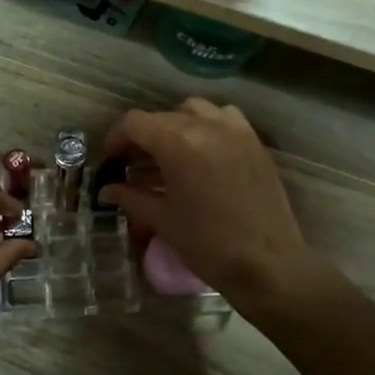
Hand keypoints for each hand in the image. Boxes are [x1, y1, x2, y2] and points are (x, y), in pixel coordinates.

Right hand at [98, 99, 313, 306]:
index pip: (134, 123)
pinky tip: (203, 151)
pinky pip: (225, 118)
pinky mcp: (255, 143)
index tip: (110, 161)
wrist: (268, 264)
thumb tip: (107, 189)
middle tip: (132, 164)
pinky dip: (208, 126)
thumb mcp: (162, 220)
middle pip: (162, 117)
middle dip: (142, 137)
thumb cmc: (207, 244)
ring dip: (175, 125)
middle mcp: (207, 125)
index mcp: (178, 142)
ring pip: (195, 110)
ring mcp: (236, 131)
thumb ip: (131, 197)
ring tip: (168, 153)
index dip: (115, 139)